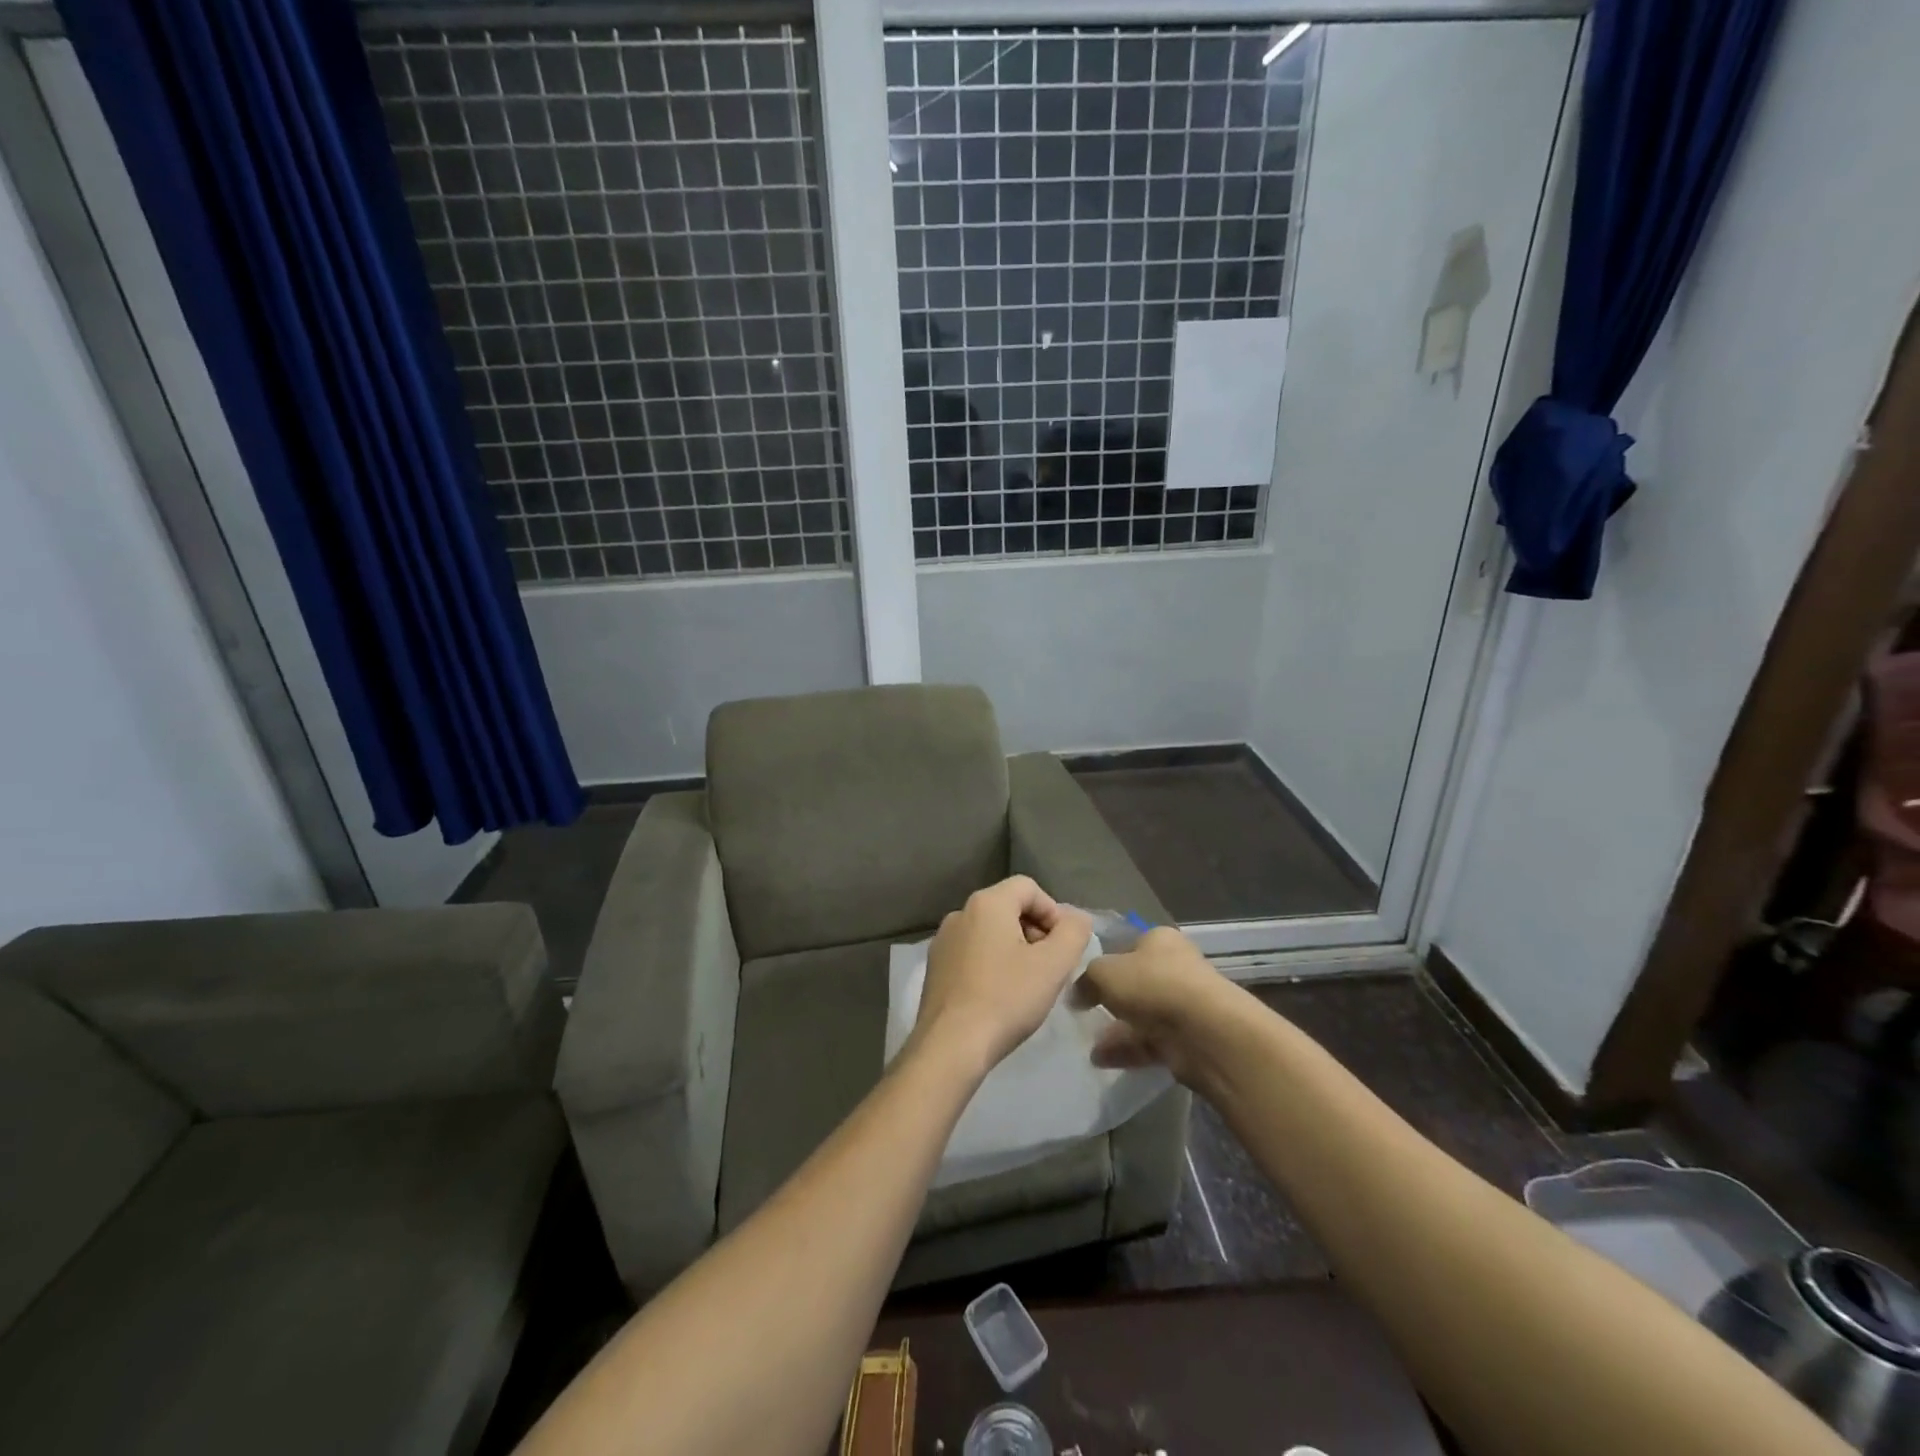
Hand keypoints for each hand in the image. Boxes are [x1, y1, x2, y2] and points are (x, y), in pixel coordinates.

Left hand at [911, 876, 1091, 1076]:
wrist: (951, 1046)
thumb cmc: (1006, 999)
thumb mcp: (1053, 965)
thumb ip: (1073, 933)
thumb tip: (1077, 917)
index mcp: (986, 903)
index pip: (1029, 887)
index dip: (1053, 912)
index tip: (1062, 947)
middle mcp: (960, 913)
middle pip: (1009, 908)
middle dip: (1035, 932)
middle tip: (1050, 967)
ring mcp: (943, 941)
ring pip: (990, 932)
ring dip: (1015, 950)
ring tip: (1028, 985)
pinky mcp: (935, 968)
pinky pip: (972, 954)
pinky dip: (992, 965)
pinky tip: (1000, 997)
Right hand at [1080, 926, 1239, 1084]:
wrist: (1205, 1033)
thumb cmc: (1152, 985)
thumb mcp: (1104, 972)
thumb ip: (1086, 979)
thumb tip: (1077, 993)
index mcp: (1160, 940)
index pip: (1127, 946)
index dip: (1104, 963)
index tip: (1082, 982)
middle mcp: (1175, 968)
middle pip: (1135, 983)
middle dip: (1110, 1000)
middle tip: (1083, 1014)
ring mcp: (1184, 1005)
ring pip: (1142, 1016)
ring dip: (1116, 1030)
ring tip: (1087, 1043)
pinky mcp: (1187, 1040)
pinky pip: (1150, 1043)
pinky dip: (1127, 1050)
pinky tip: (1101, 1060)